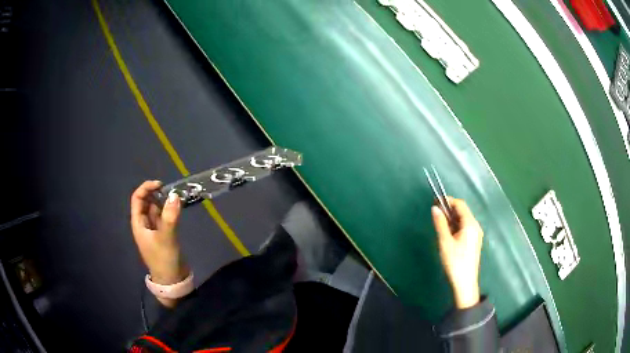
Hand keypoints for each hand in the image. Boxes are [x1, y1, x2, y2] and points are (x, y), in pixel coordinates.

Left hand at [131, 181, 189, 305]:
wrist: (172, 281)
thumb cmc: (164, 260)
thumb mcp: (166, 238)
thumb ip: (170, 217)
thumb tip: (175, 195)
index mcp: (138, 224)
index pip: (137, 199)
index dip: (146, 188)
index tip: (160, 184)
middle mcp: (144, 224)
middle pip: (146, 202)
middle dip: (156, 193)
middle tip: (171, 190)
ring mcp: (154, 229)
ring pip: (155, 209)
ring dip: (163, 201)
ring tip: (176, 197)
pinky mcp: (163, 234)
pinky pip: (164, 217)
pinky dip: (169, 210)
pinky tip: (177, 208)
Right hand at [431, 197, 482, 308]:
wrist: (465, 283)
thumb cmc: (455, 262)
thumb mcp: (445, 242)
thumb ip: (440, 223)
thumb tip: (434, 208)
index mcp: (470, 224)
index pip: (460, 204)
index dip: (448, 200)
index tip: (435, 201)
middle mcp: (476, 226)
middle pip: (463, 211)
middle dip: (449, 209)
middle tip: (435, 212)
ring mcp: (476, 234)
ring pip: (464, 220)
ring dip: (452, 218)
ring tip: (439, 223)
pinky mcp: (474, 242)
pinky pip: (465, 228)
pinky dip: (456, 226)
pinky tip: (447, 233)